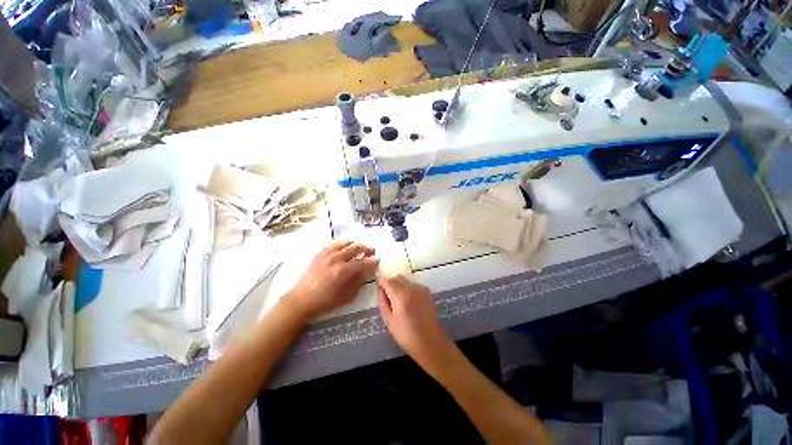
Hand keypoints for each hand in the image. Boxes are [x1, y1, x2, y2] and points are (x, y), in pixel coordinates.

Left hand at [287, 240, 378, 320]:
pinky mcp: (318, 255)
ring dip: (353, 244)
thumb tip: (365, 273)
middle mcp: (335, 259)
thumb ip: (357, 283)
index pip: (363, 262)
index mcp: (343, 270)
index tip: (378, 260)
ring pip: (343, 243)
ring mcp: (326, 255)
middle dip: (365, 248)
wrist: (302, 300)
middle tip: (372, 250)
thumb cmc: (325, 302)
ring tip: (359, 246)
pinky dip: (341, 244)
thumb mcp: (346, 296)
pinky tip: (343, 246)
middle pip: (354, 248)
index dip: (372, 261)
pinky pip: (332, 245)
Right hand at [376, 276, 452, 369]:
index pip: (387, 281)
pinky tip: (407, 304)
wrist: (430, 343)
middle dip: (390, 284)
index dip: (380, 283)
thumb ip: (383, 302)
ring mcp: (423, 291)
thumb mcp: (389, 321)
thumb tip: (380, 290)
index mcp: (401, 295)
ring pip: (407, 281)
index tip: (377, 290)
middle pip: (398, 278)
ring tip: (397, 303)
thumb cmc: (406, 335)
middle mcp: (413, 289)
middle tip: (386, 298)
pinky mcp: (428, 295)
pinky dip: (408, 290)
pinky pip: (414, 287)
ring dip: (400, 286)